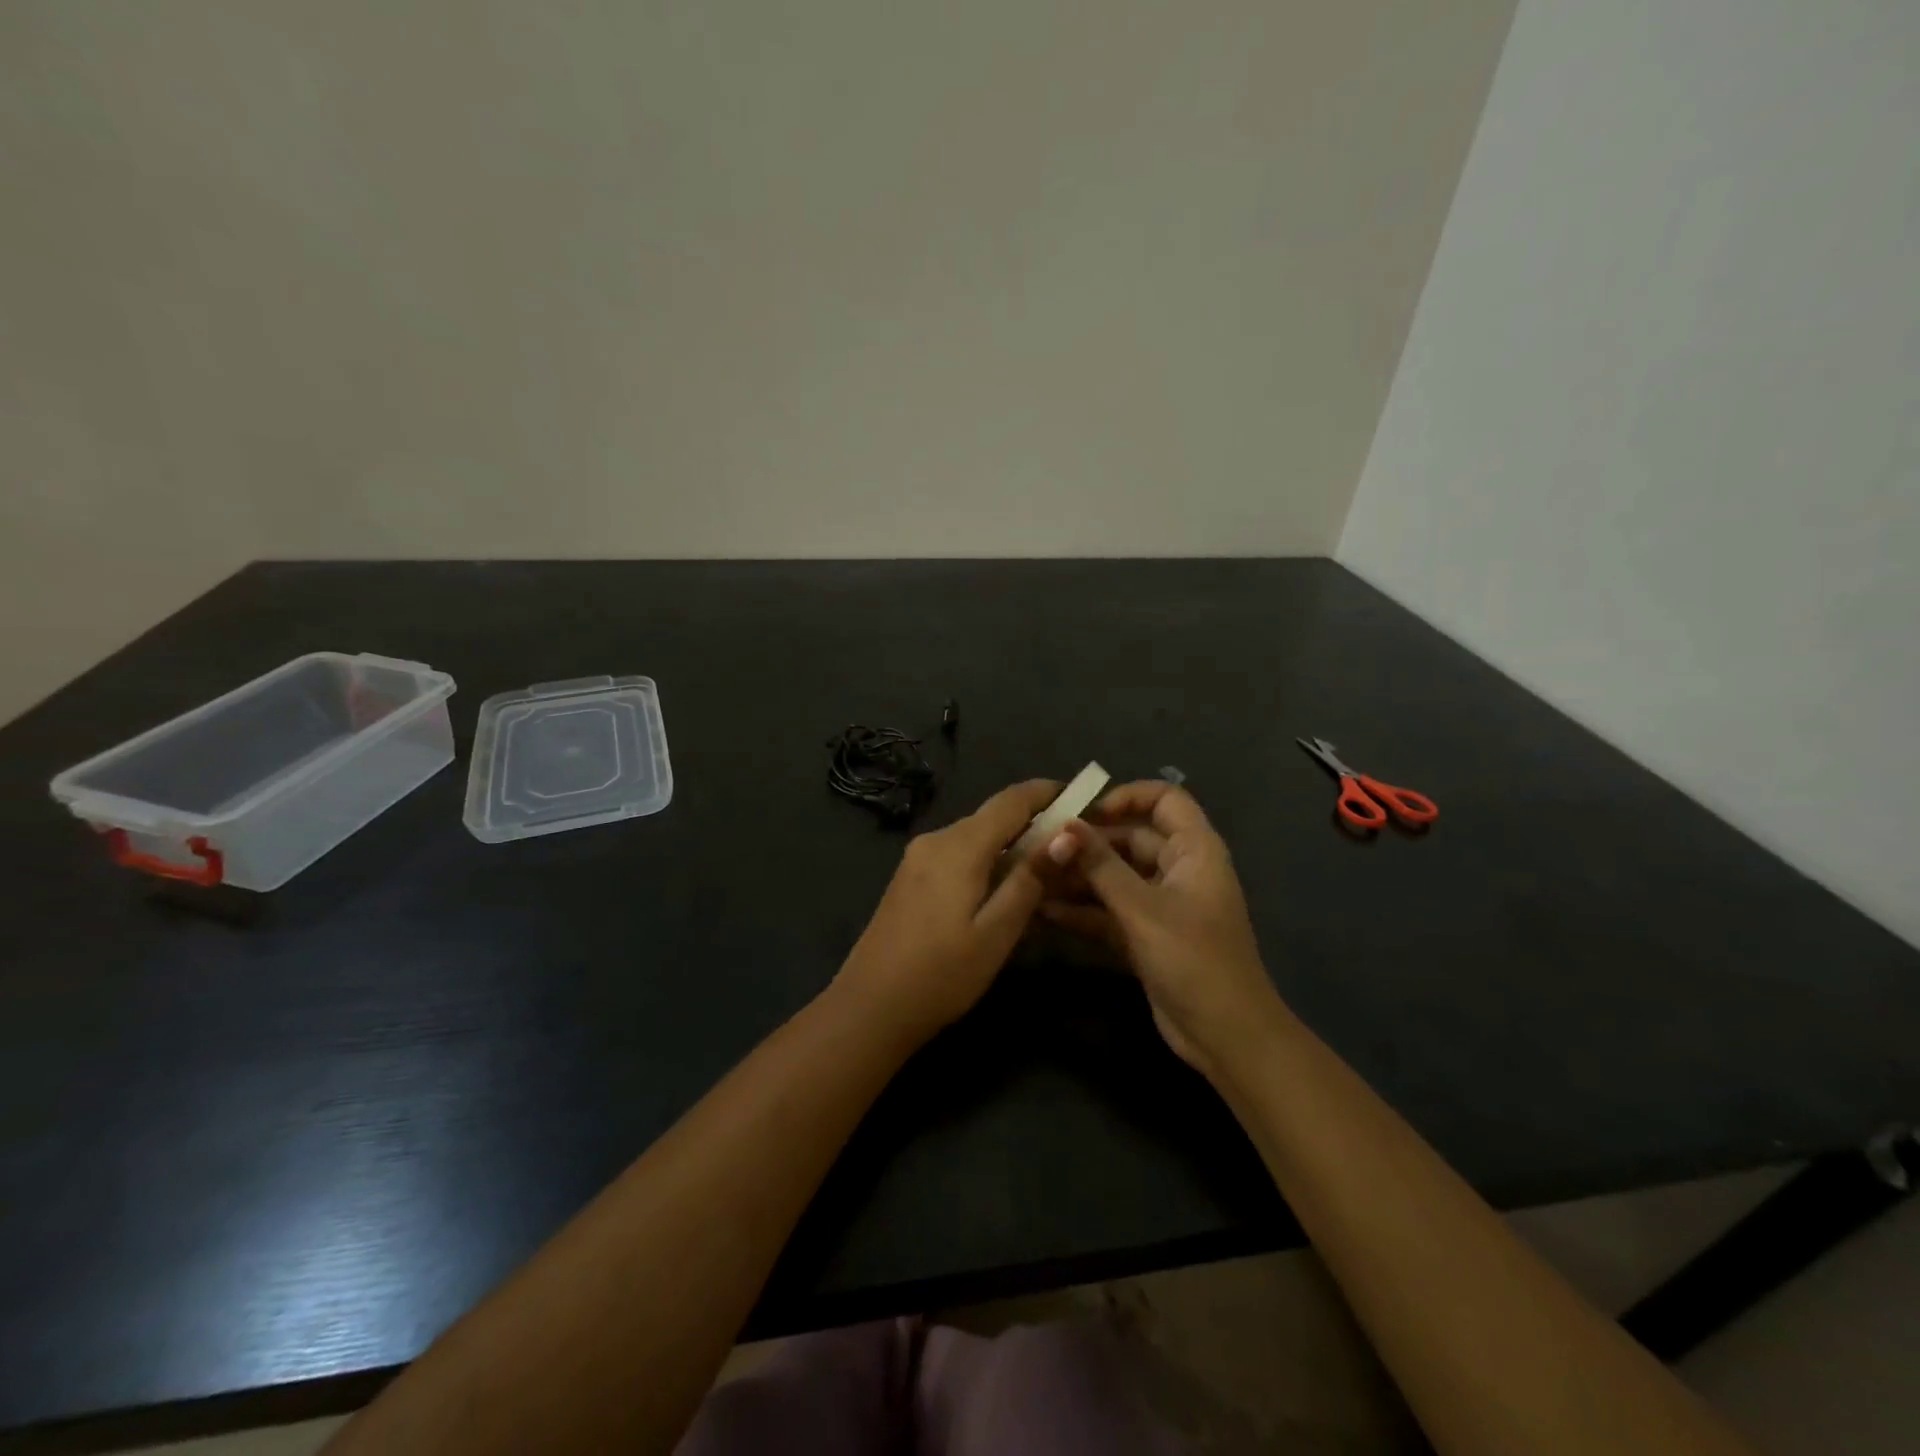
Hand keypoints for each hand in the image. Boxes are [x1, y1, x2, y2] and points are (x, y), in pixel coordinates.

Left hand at [832, 779, 1060, 1046]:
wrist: (869, 1008)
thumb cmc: (940, 976)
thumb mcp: (996, 933)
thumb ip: (1030, 880)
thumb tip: (1066, 835)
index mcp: (958, 846)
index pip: (1012, 800)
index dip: (1049, 792)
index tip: (1084, 797)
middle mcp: (936, 839)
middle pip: (994, 816)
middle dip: (1035, 824)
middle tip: (1075, 846)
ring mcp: (918, 858)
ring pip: (976, 836)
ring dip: (1011, 845)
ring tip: (1048, 871)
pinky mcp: (910, 877)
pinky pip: (958, 854)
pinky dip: (987, 861)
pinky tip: (1004, 889)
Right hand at [1041, 781, 1283, 1077]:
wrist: (1226, 1036)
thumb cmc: (1193, 959)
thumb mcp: (1143, 908)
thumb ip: (1100, 865)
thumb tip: (1062, 826)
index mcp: (1194, 850)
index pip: (1165, 799)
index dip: (1126, 797)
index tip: (1084, 812)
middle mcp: (1179, 869)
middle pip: (1130, 838)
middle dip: (1086, 842)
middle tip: (1039, 847)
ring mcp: (1161, 905)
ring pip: (1115, 876)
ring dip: (1078, 876)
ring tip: (1032, 876)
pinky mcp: (1146, 935)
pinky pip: (1110, 910)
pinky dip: (1082, 909)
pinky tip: (1043, 910)